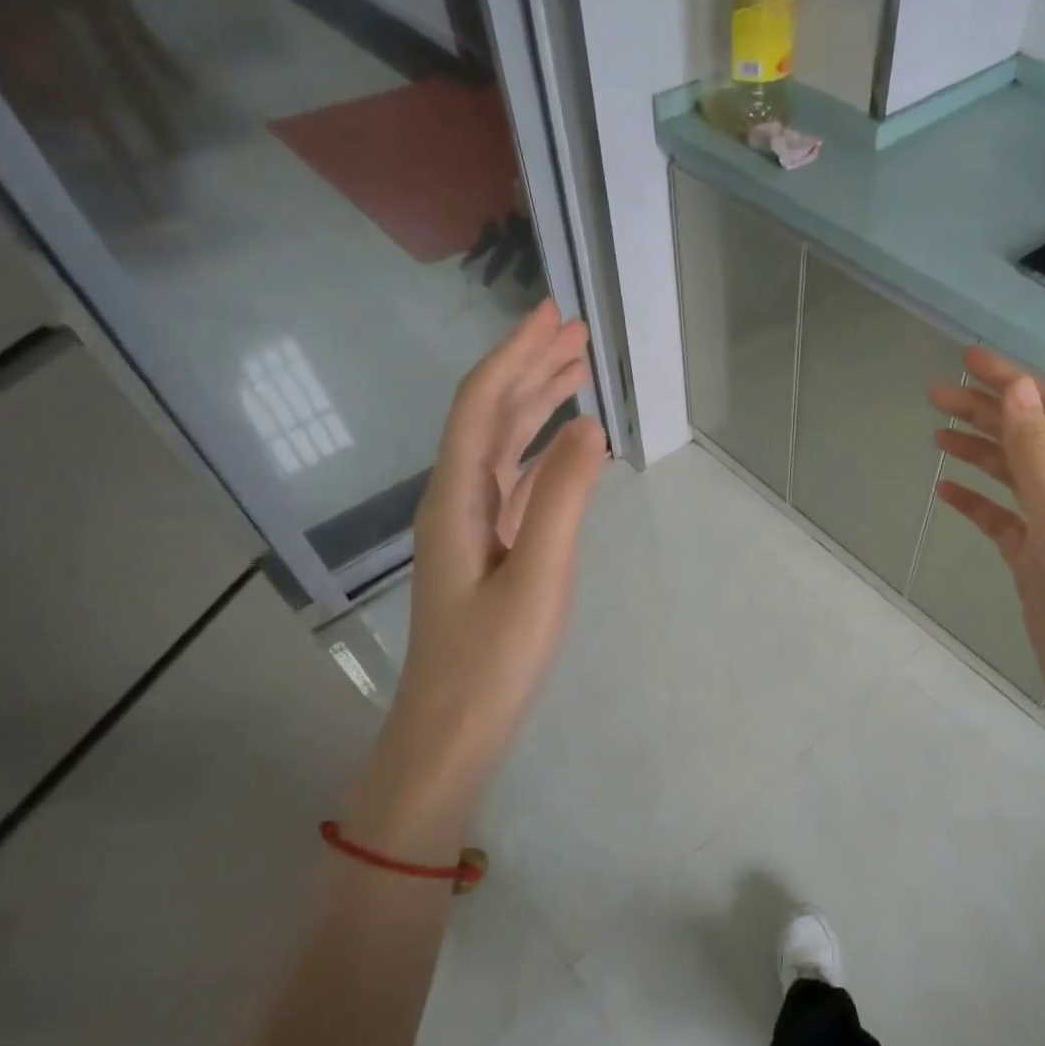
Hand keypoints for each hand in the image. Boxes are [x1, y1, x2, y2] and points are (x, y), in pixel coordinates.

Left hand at [348, 300, 605, 858]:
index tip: (553, 314)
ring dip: (537, 406)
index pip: (482, 404)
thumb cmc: (493, 660)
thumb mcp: (539, 577)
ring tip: (578, 374)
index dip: (515, 354)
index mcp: (456, 498)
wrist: (452, 731)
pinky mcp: (492, 553)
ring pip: (504, 448)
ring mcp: (473, 528)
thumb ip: (564, 499)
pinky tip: (568, 448)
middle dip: (530, 368)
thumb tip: (592, 427)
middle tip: (575, 332)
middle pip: (490, 416)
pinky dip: (544, 455)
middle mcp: (457, 500)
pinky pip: (518, 484)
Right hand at [929, 348, 1044, 745]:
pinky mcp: (1035, 564)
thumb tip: (1017, 389)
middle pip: (1027, 439)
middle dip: (986, 411)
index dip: (1012, 381)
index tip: (966, 359)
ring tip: (936, 434)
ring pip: (1011, 477)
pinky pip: (1000, 520)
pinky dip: (975, 502)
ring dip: (978, 451)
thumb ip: (1038, 457)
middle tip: (935, 395)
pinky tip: (946, 492)